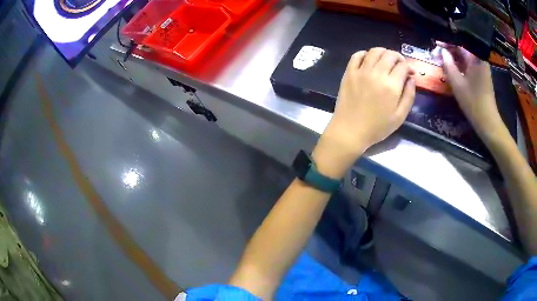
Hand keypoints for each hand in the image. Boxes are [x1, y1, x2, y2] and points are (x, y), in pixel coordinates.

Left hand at [313, 48, 414, 177]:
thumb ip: (409, 96)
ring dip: (383, 52)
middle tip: (400, 64)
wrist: (350, 130)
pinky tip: (369, 60)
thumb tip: (411, 79)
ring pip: (374, 52)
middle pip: (389, 55)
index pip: (403, 66)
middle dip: (398, 57)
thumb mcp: (400, 116)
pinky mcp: (349, 72)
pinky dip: (365, 54)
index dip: (409, 67)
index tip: (410, 72)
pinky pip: (357, 55)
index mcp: (391, 85)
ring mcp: (361, 71)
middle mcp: (377, 74)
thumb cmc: (377, 127)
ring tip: (386, 60)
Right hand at [438, 43, 506, 140]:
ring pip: (465, 57)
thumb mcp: (457, 83)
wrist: (488, 122)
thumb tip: (442, 52)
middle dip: (449, 49)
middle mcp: (479, 59)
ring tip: (442, 60)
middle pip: (462, 48)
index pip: (459, 43)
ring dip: (454, 57)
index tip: (436, 44)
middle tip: (437, 53)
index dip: (447, 42)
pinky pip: (469, 64)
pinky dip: (460, 64)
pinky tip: (452, 68)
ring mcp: (481, 68)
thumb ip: (448, 64)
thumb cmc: (473, 102)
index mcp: (475, 58)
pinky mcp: (481, 76)